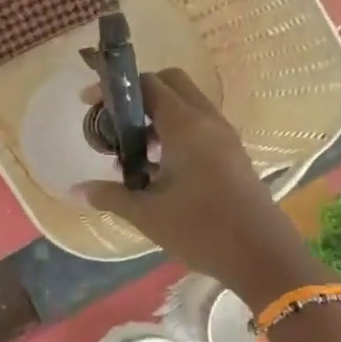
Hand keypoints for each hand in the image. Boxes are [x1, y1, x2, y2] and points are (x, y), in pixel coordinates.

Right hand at [76, 69, 332, 305]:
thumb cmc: (202, 230)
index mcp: (185, 125)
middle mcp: (206, 120)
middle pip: (170, 83)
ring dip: (157, 115)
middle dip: (139, 94)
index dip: (114, 88)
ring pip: (186, 104)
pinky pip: (199, 125)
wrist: (265, 258)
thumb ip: (110, 195)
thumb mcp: (147, 214)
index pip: (146, 84)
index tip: (89, 104)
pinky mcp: (233, 153)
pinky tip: (159, 168)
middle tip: (115, 121)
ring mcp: (224, 136)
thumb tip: (76, 190)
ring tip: (133, 150)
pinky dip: (175, 131)